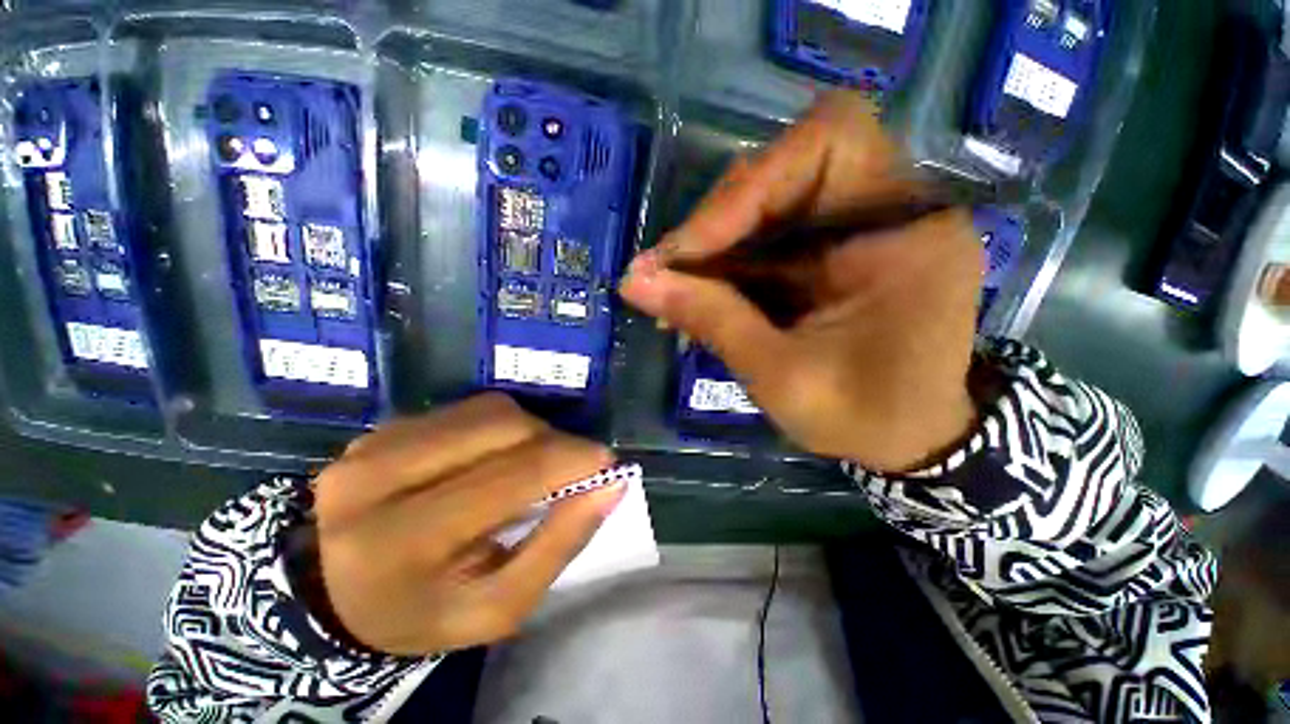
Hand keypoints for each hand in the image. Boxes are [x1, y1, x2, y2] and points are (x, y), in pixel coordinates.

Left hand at [309, 393, 622, 654]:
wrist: (339, 593)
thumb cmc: (425, 612)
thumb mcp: (499, 605)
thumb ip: (559, 545)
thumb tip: (610, 485)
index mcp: (402, 542)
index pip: (511, 477)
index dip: (571, 460)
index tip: (607, 464)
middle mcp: (378, 478)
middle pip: (504, 429)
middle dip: (555, 443)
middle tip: (573, 468)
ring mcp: (375, 443)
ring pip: (491, 411)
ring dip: (532, 432)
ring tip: (535, 464)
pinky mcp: (385, 426)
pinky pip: (470, 409)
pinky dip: (504, 426)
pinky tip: (498, 455)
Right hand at [621, 92, 980, 471]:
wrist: (907, 444)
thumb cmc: (864, 419)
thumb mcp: (781, 375)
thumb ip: (711, 320)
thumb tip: (633, 282)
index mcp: (904, 232)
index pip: (829, 139)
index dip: (749, 182)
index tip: (690, 250)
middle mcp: (887, 212)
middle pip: (784, 171)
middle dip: (717, 224)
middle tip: (665, 275)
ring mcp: (856, 231)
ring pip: (765, 206)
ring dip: (712, 249)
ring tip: (671, 294)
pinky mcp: (830, 254)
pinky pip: (766, 240)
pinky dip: (725, 266)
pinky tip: (696, 299)